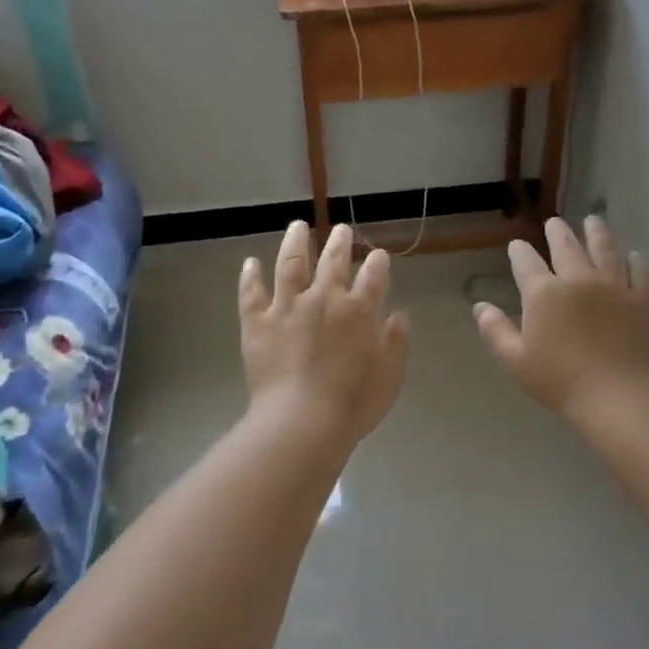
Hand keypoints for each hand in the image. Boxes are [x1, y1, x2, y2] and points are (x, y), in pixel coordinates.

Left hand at [240, 222, 410, 451]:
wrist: (302, 421)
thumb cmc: (353, 403)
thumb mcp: (390, 375)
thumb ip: (396, 342)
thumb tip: (398, 315)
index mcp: (359, 310)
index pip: (373, 276)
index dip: (378, 263)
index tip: (379, 255)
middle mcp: (323, 299)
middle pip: (332, 261)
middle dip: (340, 242)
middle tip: (342, 230)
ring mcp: (287, 308)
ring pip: (291, 265)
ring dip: (295, 243)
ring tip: (297, 227)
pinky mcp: (257, 323)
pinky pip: (252, 294)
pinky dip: (251, 277)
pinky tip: (251, 263)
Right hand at [474, 216, 648, 418]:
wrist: (617, 395)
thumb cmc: (559, 381)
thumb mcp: (515, 361)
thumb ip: (496, 331)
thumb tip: (480, 307)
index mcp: (544, 293)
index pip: (526, 262)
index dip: (519, 252)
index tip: (516, 246)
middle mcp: (578, 279)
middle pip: (566, 246)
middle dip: (557, 232)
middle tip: (554, 223)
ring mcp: (613, 286)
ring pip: (604, 249)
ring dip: (596, 232)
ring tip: (592, 220)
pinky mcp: (641, 299)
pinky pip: (639, 271)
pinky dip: (636, 260)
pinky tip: (635, 255)